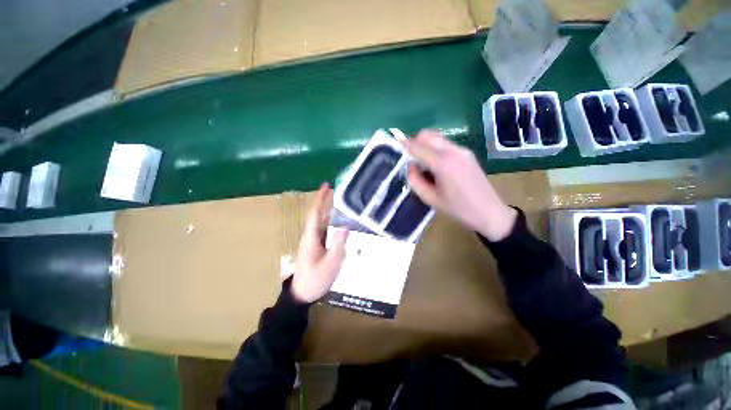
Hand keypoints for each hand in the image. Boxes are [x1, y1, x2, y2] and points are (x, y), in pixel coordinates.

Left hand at [291, 183, 348, 302]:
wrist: (303, 293)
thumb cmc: (315, 279)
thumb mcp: (330, 264)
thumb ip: (337, 246)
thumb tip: (346, 228)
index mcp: (311, 237)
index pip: (315, 213)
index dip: (321, 199)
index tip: (327, 186)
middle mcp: (311, 236)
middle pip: (318, 215)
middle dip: (326, 201)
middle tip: (339, 190)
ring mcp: (314, 241)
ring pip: (322, 221)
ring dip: (330, 210)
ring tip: (342, 202)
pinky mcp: (318, 246)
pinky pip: (325, 230)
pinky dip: (332, 221)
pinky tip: (341, 221)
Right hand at [402, 130, 516, 241]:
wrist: (489, 212)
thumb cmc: (457, 209)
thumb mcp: (430, 198)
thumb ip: (415, 180)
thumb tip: (410, 165)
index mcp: (443, 163)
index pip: (418, 146)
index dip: (404, 144)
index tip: (394, 144)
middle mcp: (453, 151)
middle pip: (428, 135)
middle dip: (414, 141)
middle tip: (407, 156)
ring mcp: (462, 150)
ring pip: (437, 137)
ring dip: (425, 144)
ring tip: (421, 162)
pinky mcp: (467, 153)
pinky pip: (445, 144)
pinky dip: (435, 148)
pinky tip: (435, 164)